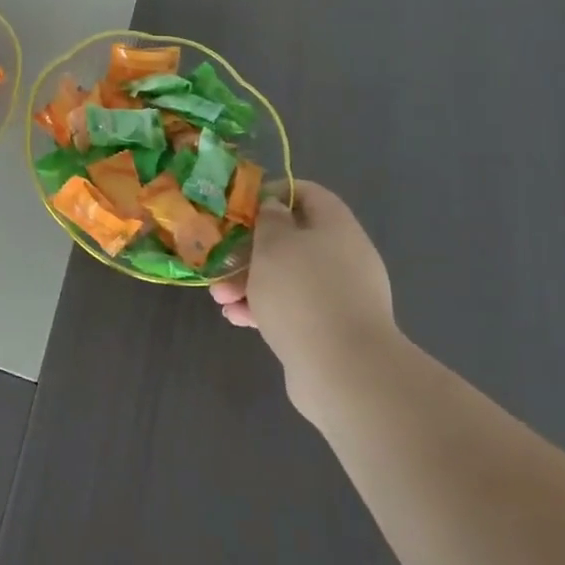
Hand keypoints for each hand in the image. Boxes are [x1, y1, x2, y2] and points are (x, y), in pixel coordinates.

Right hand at [210, 180, 398, 422]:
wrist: (344, 372)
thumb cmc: (302, 292)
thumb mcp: (273, 243)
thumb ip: (269, 219)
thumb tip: (275, 209)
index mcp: (336, 226)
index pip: (307, 193)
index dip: (273, 193)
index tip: (241, 208)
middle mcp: (343, 256)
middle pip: (292, 240)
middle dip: (250, 250)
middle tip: (220, 261)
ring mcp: (340, 296)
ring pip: (287, 277)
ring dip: (250, 283)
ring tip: (221, 299)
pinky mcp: (331, 330)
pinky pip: (293, 309)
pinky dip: (265, 309)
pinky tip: (238, 319)